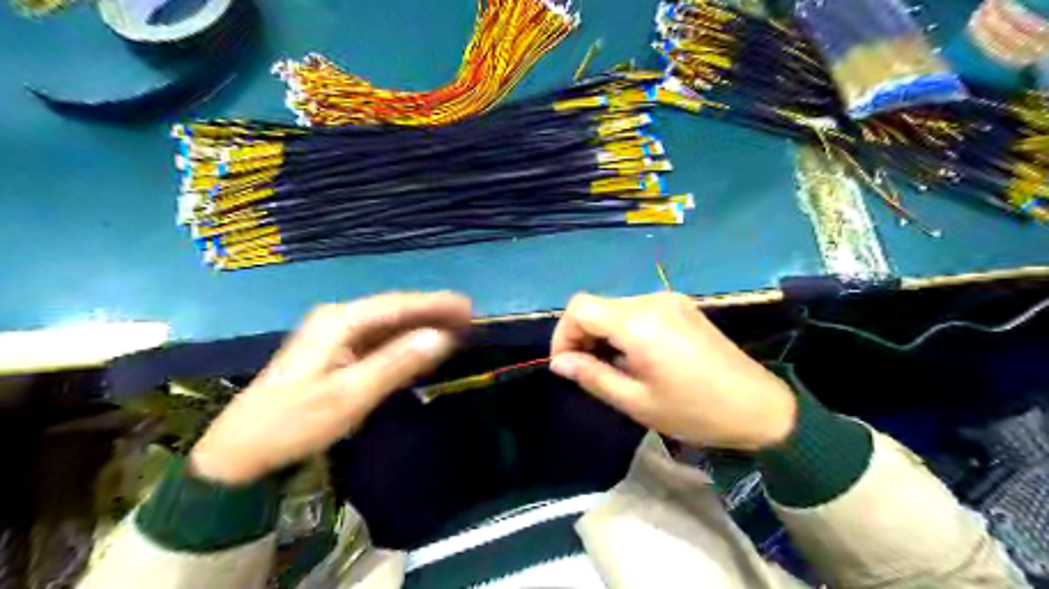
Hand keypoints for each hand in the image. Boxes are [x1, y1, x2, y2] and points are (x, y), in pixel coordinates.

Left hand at [190, 291, 470, 484]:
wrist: (242, 450)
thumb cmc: (295, 422)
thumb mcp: (349, 395)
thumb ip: (396, 363)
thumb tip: (440, 337)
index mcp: (339, 321)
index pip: (397, 305)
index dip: (435, 304)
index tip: (468, 307)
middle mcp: (339, 320)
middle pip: (395, 310)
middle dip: (432, 313)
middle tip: (469, 318)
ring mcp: (337, 336)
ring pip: (389, 325)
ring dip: (421, 327)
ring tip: (455, 329)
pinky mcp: (338, 353)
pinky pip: (380, 341)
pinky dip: (405, 343)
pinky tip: (423, 348)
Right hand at [549, 292, 795, 450]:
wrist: (759, 407)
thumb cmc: (694, 411)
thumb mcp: (636, 402)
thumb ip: (592, 376)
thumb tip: (559, 363)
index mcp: (638, 322)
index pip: (579, 308)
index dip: (563, 334)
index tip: (566, 365)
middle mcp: (651, 300)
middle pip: (596, 305)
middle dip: (581, 335)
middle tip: (586, 371)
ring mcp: (669, 300)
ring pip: (615, 307)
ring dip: (603, 333)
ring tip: (611, 367)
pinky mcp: (681, 306)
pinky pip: (637, 310)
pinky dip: (623, 329)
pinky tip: (635, 356)